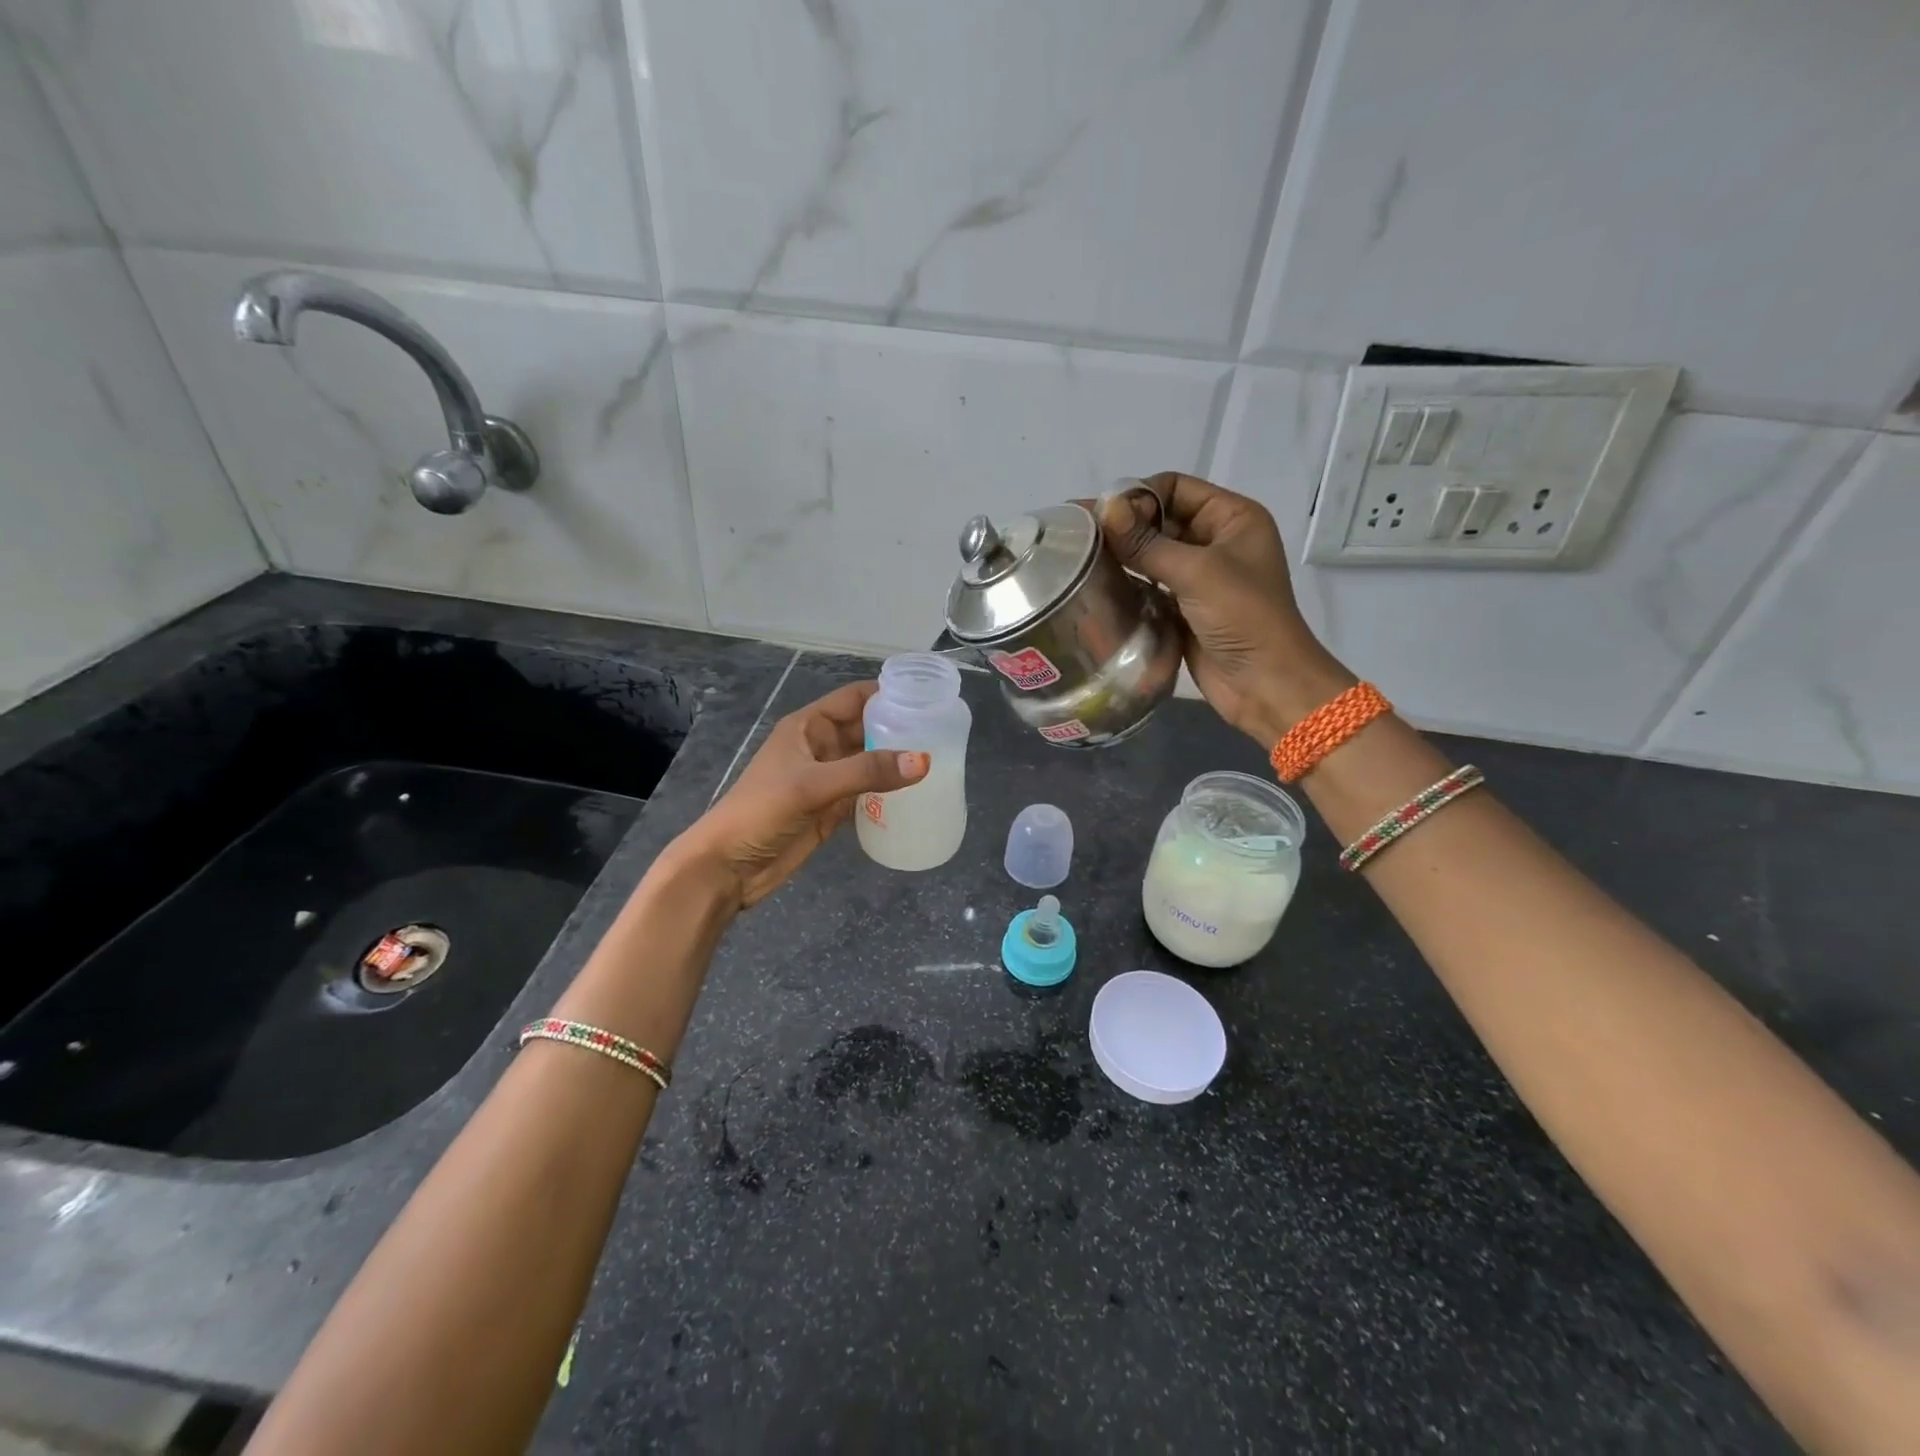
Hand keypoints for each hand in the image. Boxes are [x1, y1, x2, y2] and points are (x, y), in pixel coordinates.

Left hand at [664, 681, 927, 909]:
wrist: (728, 866)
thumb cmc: (761, 812)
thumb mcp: (812, 785)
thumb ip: (866, 771)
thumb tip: (923, 761)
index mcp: (809, 727)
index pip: (855, 698)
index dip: (888, 693)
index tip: (928, 697)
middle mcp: (820, 747)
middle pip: (867, 729)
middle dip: (900, 728)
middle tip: (944, 733)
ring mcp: (827, 780)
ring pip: (869, 761)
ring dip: (897, 761)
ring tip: (941, 760)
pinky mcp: (831, 809)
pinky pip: (867, 792)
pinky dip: (889, 791)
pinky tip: (917, 793)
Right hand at [1102, 472, 1353, 745]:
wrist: (1265, 684)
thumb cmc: (1243, 617)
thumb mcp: (1197, 572)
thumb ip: (1146, 542)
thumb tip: (1102, 509)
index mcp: (1232, 518)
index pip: (1175, 487)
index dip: (1139, 495)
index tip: (1101, 515)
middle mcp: (1215, 541)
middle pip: (1160, 519)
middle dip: (1123, 525)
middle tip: (1076, 533)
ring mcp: (1199, 577)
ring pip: (1151, 554)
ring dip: (1120, 554)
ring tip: (1078, 557)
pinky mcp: (1183, 608)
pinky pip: (1148, 585)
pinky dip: (1126, 583)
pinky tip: (1095, 585)